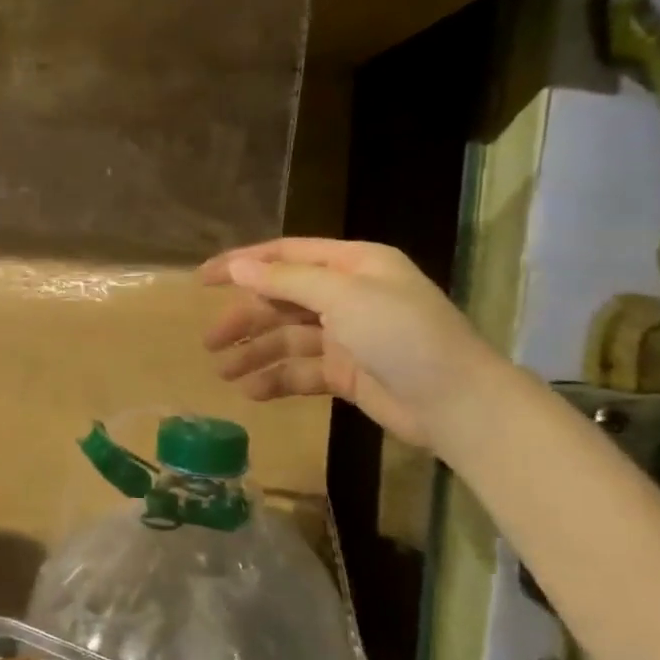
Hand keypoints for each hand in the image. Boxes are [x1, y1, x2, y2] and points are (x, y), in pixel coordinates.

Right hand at [199, 238, 504, 448]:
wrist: (458, 404)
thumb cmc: (402, 336)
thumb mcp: (343, 297)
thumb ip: (285, 280)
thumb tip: (236, 266)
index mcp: (352, 265)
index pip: (285, 255)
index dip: (242, 264)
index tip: (201, 280)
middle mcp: (347, 295)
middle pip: (281, 299)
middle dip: (245, 319)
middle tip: (210, 342)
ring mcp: (347, 336)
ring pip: (287, 338)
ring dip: (255, 353)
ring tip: (224, 373)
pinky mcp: (346, 373)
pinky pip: (300, 370)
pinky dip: (276, 379)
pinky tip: (252, 392)